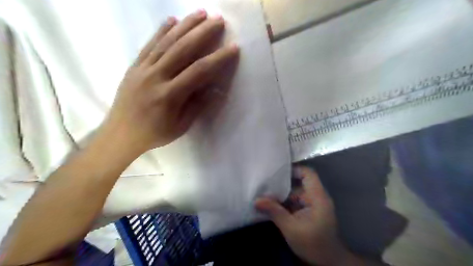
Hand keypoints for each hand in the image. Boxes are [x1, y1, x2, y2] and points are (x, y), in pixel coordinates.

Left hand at [100, 11, 238, 153]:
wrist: (120, 134)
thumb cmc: (154, 134)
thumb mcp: (181, 126)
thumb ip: (197, 105)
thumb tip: (215, 89)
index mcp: (169, 95)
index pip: (199, 71)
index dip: (218, 58)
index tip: (233, 48)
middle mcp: (156, 77)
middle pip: (182, 49)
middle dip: (202, 32)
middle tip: (218, 20)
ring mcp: (143, 69)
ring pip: (166, 42)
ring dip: (185, 26)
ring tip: (200, 13)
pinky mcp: (134, 66)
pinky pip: (149, 45)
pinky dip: (161, 31)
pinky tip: (172, 20)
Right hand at [255, 165, 349, 264]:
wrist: (327, 262)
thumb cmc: (313, 244)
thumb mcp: (291, 228)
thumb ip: (274, 212)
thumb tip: (257, 200)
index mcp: (317, 197)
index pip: (308, 174)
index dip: (294, 169)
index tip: (277, 171)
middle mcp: (316, 197)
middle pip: (298, 183)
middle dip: (282, 183)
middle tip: (265, 182)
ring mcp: (312, 204)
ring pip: (295, 192)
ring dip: (281, 194)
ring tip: (264, 192)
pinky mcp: (307, 211)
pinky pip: (294, 201)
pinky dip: (283, 202)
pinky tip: (271, 203)